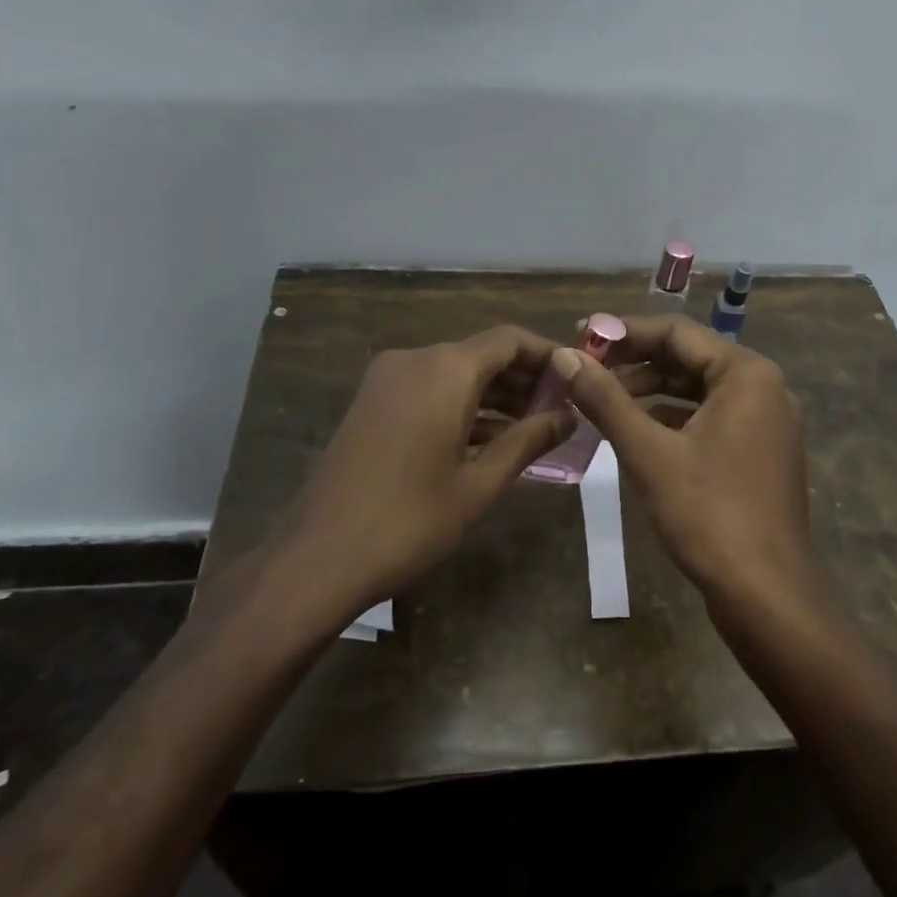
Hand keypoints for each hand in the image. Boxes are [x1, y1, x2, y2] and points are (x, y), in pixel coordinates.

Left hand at [283, 326, 575, 619]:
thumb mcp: (479, 483)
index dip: (547, 355)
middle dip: (523, 377)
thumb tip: (568, 417)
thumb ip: (527, 441)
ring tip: (534, 426)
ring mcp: (388, 379)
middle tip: (561, 409)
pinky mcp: (373, 401)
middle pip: (482, 353)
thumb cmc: (410, 520)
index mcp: (445, 370)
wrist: (319, 556)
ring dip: (494, 393)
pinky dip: (461, 404)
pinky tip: (489, 437)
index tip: (577, 379)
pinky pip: (429, 388)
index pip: (510, 340)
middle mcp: (415, 359)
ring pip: (455, 371)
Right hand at [553, 316, 817, 604]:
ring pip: (698, 389)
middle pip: (689, 357)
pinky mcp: (760, 452)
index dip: (623, 331)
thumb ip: (605, 399)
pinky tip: (635, 429)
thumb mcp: (648, 452)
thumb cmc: (709, 514)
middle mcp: (763, 387)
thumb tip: (564, 357)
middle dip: (634, 361)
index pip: (676, 332)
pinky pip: (710, 417)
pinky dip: (672, 417)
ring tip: (600, 398)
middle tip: (584, 368)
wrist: (768, 596)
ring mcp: (766, 422)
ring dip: (650, 389)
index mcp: (746, 373)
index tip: (579, 337)